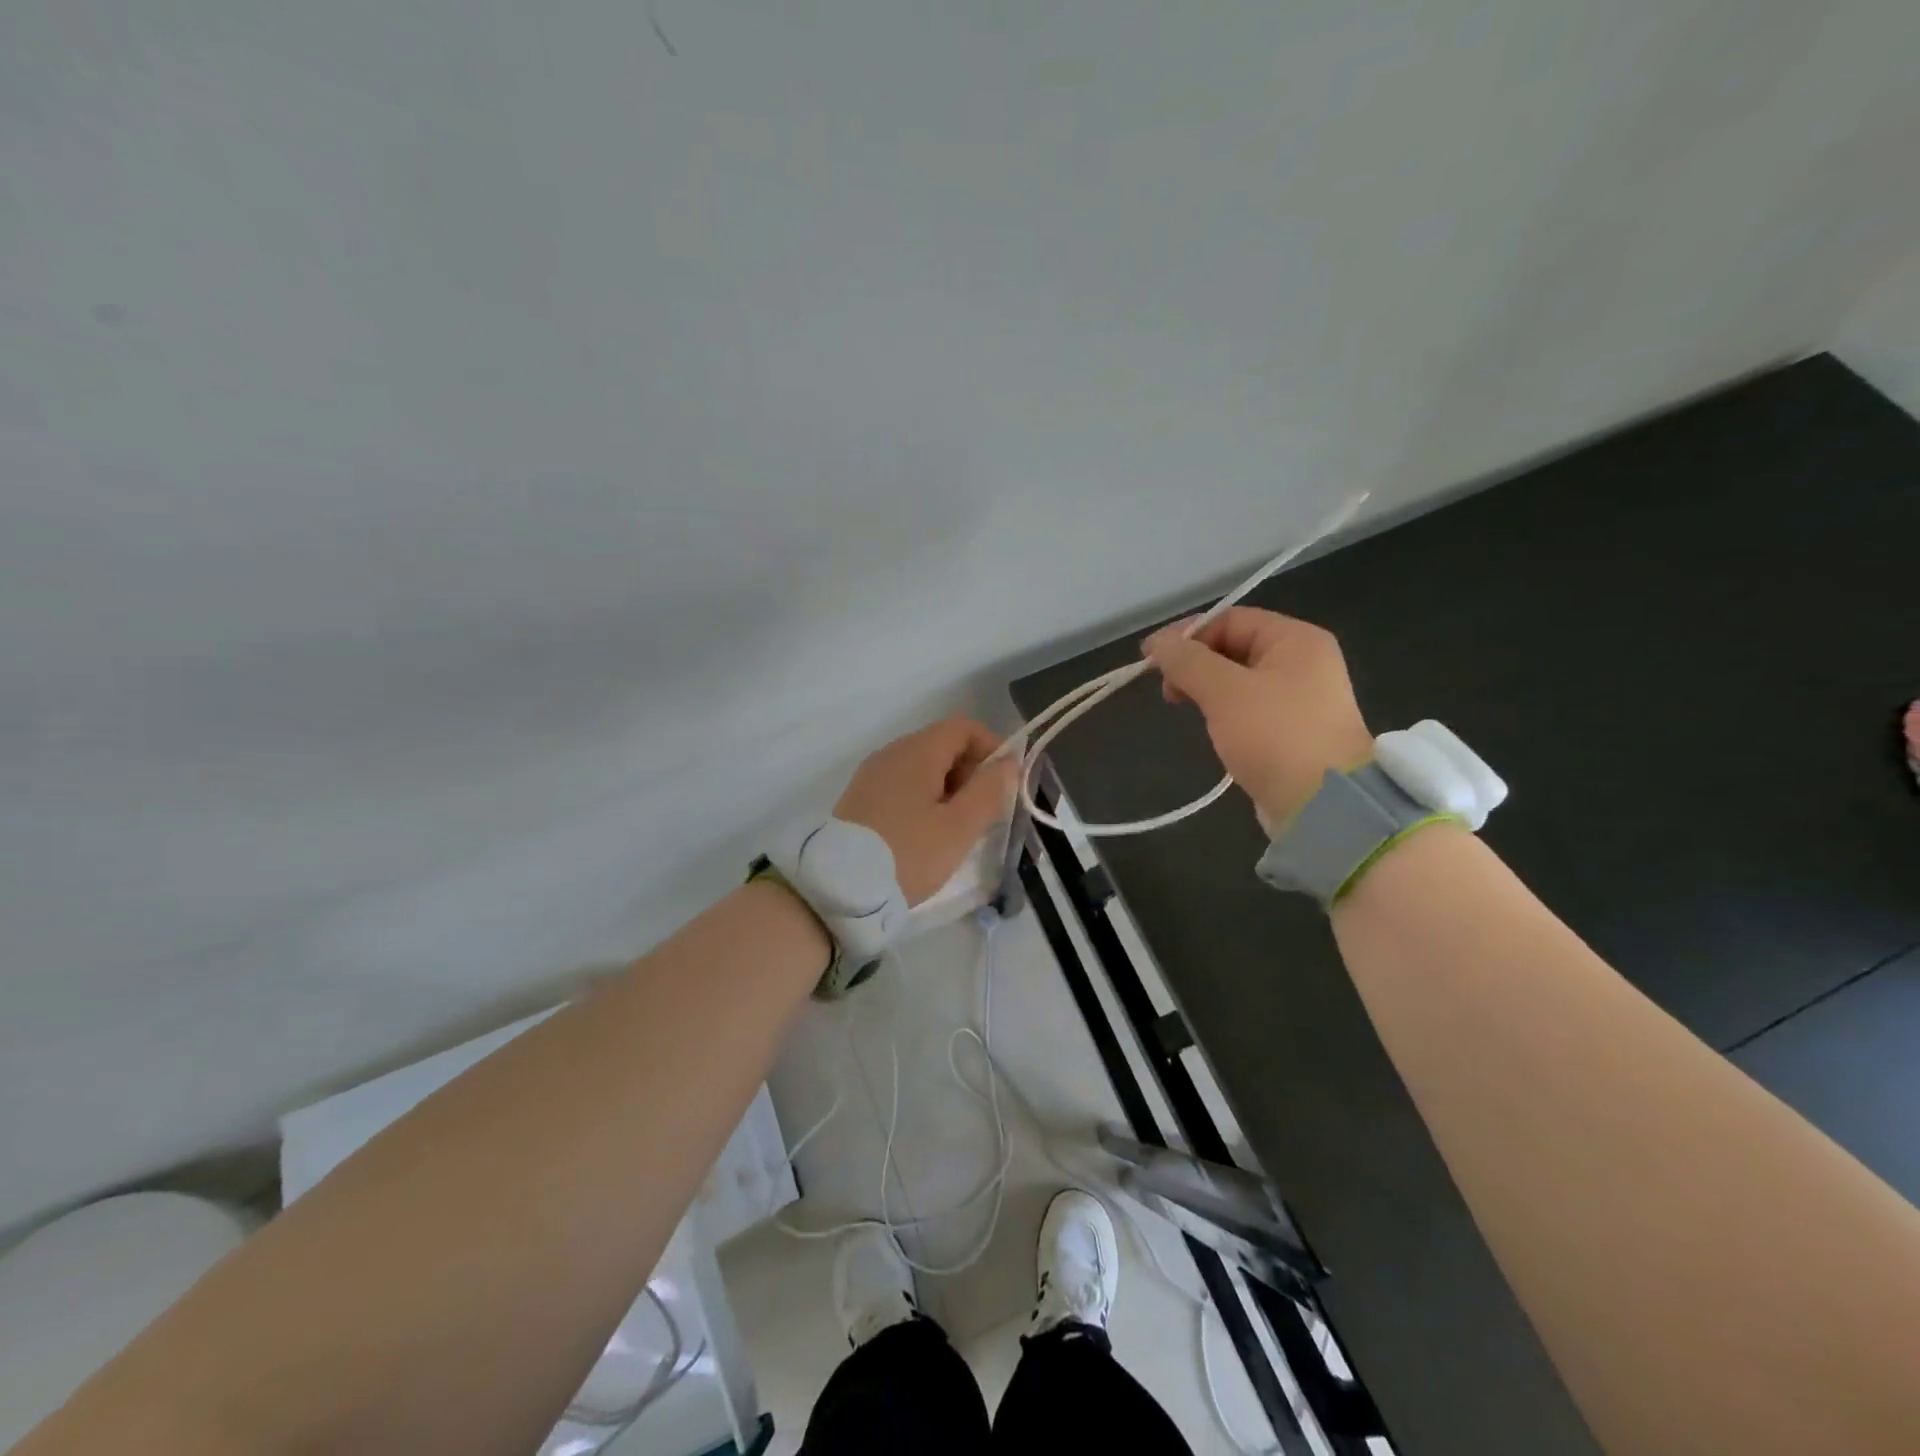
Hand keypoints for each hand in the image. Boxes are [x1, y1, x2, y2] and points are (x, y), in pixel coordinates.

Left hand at [835, 716, 1019, 903]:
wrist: (839, 889)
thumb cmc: (908, 854)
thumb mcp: (959, 828)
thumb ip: (989, 791)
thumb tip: (1009, 762)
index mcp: (917, 751)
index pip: (964, 728)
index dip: (992, 747)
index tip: (1005, 783)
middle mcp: (892, 753)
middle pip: (943, 745)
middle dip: (971, 772)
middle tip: (983, 813)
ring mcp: (871, 775)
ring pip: (922, 767)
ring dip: (948, 789)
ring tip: (956, 829)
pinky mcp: (859, 798)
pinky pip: (902, 785)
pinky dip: (923, 799)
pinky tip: (925, 834)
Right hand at [1144, 608, 1373, 828]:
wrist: (1324, 805)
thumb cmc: (1275, 735)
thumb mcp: (1224, 691)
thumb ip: (1187, 661)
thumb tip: (1156, 642)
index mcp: (1296, 640)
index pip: (1230, 620)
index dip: (1187, 635)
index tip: (1151, 660)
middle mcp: (1303, 662)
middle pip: (1234, 647)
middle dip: (1195, 664)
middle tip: (1168, 691)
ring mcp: (1300, 698)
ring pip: (1238, 680)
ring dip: (1206, 689)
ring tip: (1185, 708)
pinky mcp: (1292, 731)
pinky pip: (1249, 708)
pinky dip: (1224, 711)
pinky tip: (1211, 728)